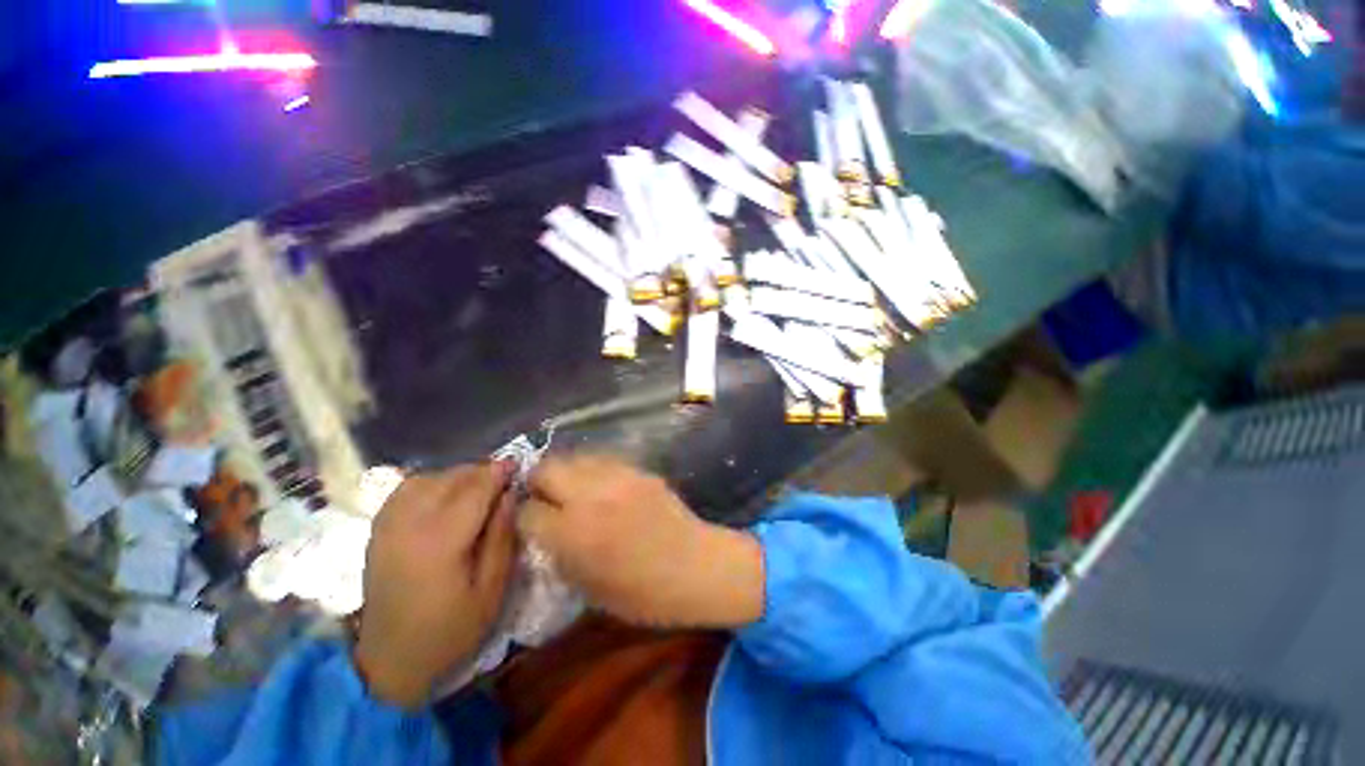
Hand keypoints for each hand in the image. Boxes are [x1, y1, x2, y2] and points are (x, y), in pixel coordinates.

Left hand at [354, 462, 515, 707]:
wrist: (389, 661)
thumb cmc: (450, 630)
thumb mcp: (491, 590)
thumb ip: (502, 537)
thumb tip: (510, 495)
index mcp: (441, 541)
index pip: (475, 490)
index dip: (499, 473)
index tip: (518, 465)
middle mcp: (410, 524)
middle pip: (450, 478)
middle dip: (481, 471)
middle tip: (503, 480)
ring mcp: (388, 525)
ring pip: (428, 478)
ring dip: (457, 475)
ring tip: (477, 487)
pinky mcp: (378, 530)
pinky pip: (406, 489)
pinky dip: (431, 482)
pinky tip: (445, 494)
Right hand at [520, 455, 762, 628]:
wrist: (696, 567)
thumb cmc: (643, 593)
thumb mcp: (588, 588)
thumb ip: (559, 554)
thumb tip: (544, 530)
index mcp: (574, 533)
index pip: (527, 511)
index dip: (525, 518)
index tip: (532, 524)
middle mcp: (591, 495)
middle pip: (546, 468)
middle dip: (538, 482)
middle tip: (545, 498)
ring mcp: (618, 476)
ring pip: (574, 457)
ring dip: (566, 472)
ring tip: (573, 489)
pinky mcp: (638, 469)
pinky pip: (603, 460)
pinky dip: (593, 470)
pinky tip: (601, 486)